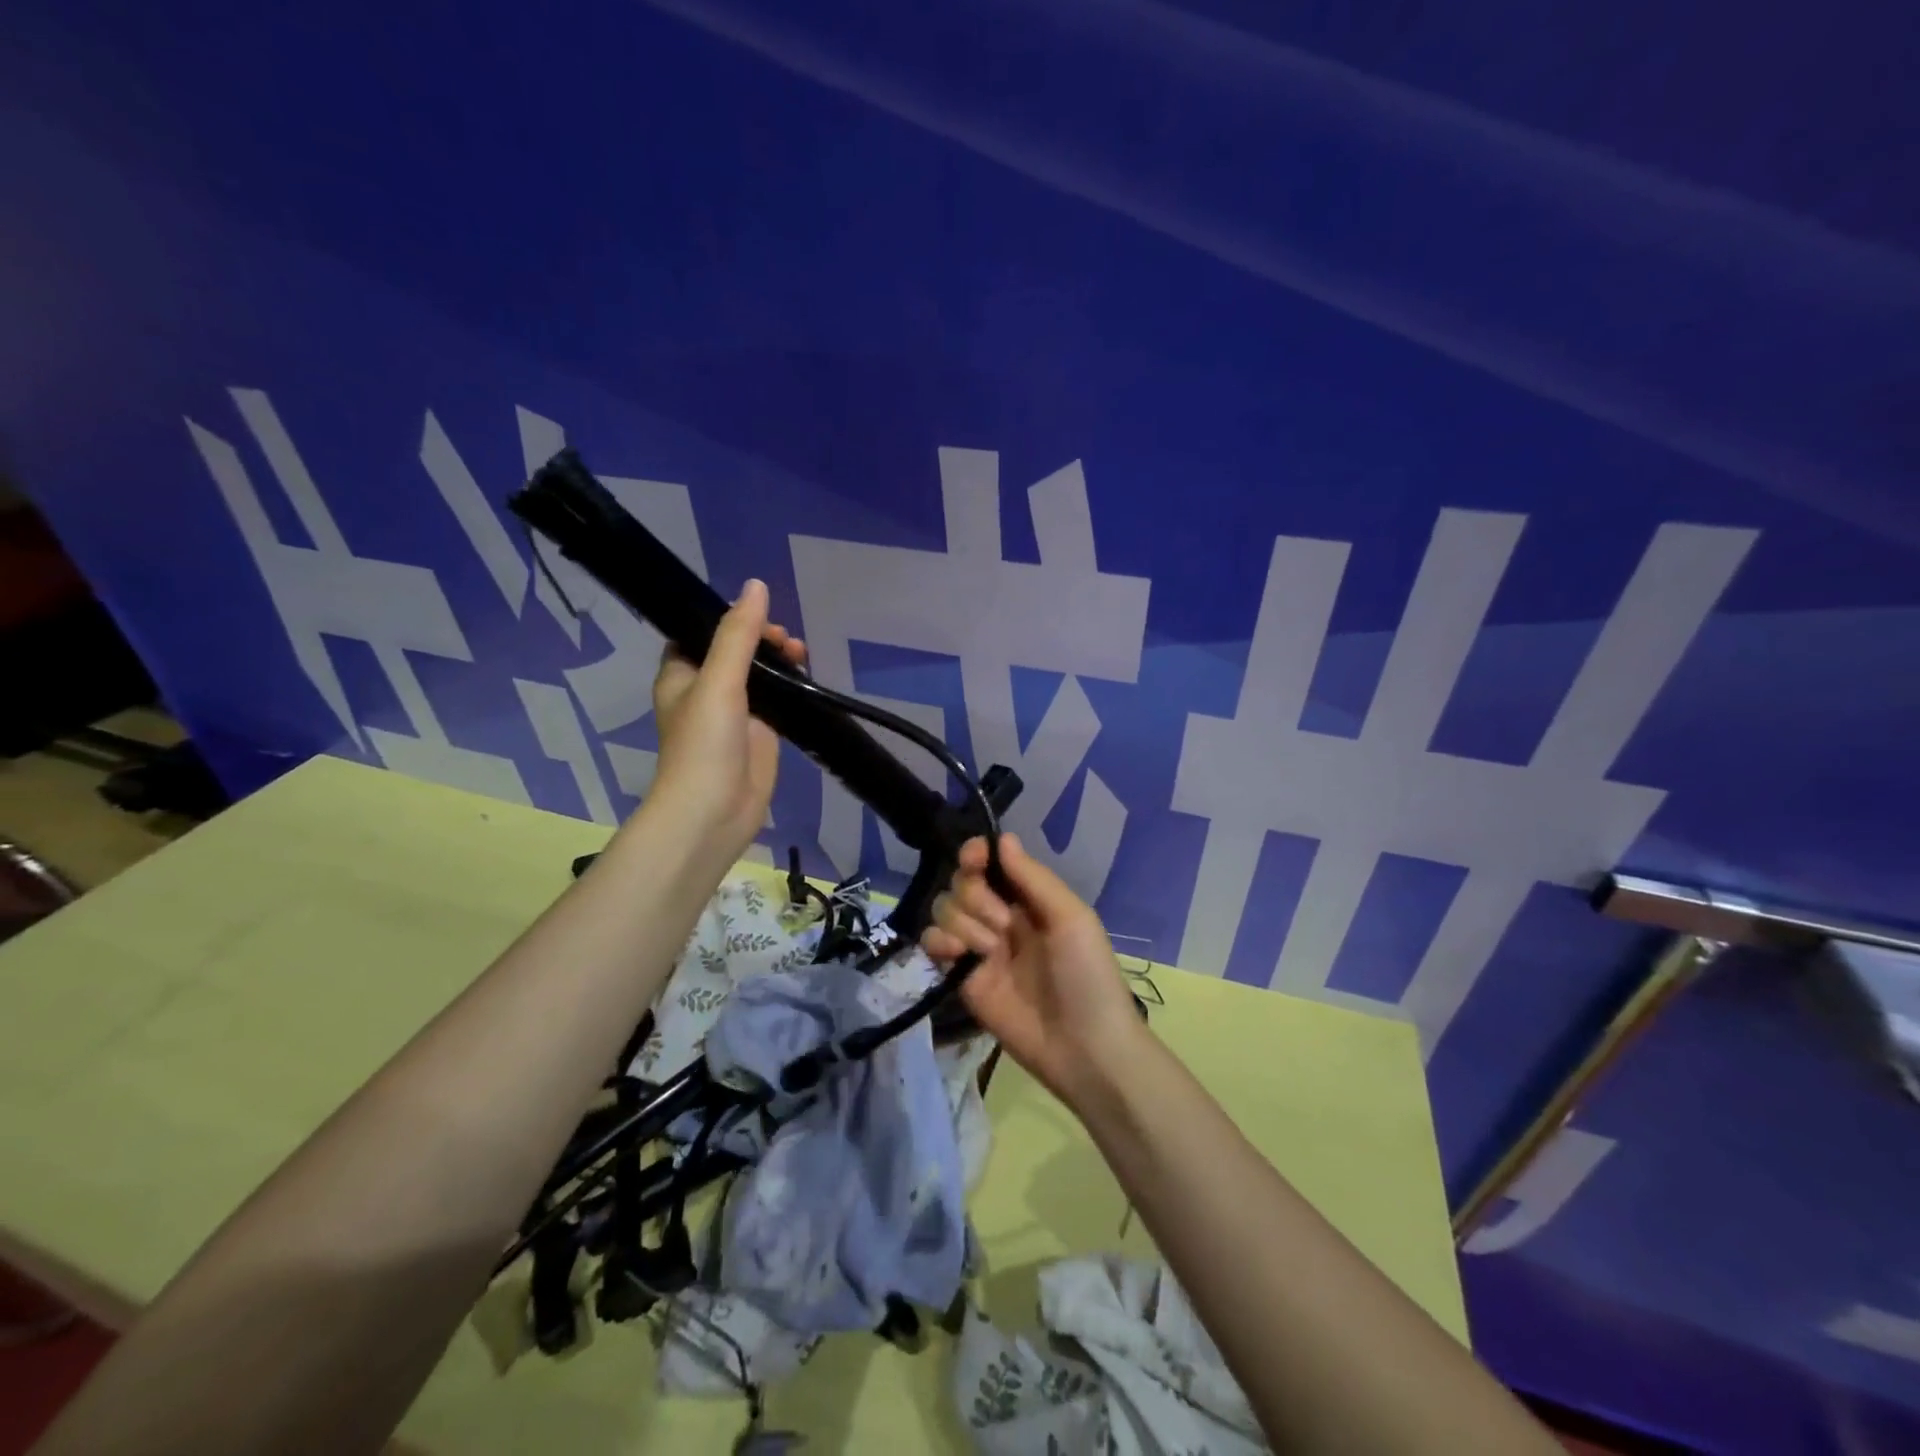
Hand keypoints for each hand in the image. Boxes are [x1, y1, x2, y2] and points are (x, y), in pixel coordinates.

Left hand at [648, 579, 806, 860]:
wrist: (714, 812)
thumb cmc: (705, 744)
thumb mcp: (719, 681)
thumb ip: (737, 635)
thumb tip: (756, 586)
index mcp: (682, 675)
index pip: (702, 633)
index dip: (729, 619)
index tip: (759, 614)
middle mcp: (707, 691)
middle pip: (736, 651)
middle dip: (761, 639)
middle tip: (786, 640)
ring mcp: (736, 715)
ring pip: (760, 676)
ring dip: (779, 662)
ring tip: (801, 653)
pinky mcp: (761, 735)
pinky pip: (778, 702)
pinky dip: (792, 688)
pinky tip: (810, 678)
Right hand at [922, 834, 1143, 1107]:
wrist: (1084, 1047)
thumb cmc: (1088, 975)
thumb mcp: (1071, 919)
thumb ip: (1033, 878)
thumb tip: (1002, 839)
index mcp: (1030, 899)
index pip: (990, 862)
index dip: (976, 854)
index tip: (974, 858)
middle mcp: (1001, 917)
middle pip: (962, 883)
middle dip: (976, 897)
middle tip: (1004, 925)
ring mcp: (979, 947)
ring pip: (945, 909)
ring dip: (964, 923)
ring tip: (991, 951)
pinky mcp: (962, 978)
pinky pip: (933, 944)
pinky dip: (938, 942)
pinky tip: (957, 956)